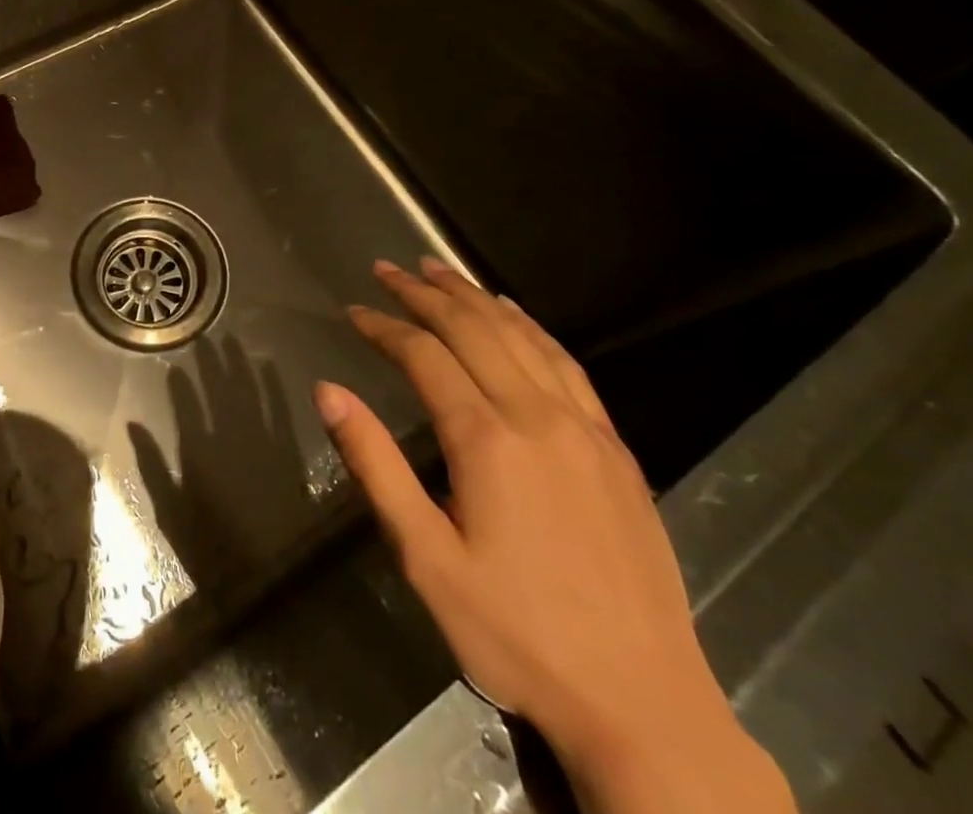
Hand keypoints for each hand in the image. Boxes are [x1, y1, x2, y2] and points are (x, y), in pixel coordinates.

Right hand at [315, 258, 794, 813]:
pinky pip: (567, 364)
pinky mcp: (616, 447)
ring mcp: (584, 427)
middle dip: (424, 293)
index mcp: (485, 440)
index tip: (354, 311)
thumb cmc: (516, 634)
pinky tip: (514, 314)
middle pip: (472, 329)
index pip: (423, 355)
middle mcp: (536, 416)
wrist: (644, 705)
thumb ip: (375, 465)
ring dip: (474, 297)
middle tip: (388, 268)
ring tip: (439, 269)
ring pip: (520, 336)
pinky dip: (531, 327)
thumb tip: (328, 391)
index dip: (384, 326)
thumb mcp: (426, 557)